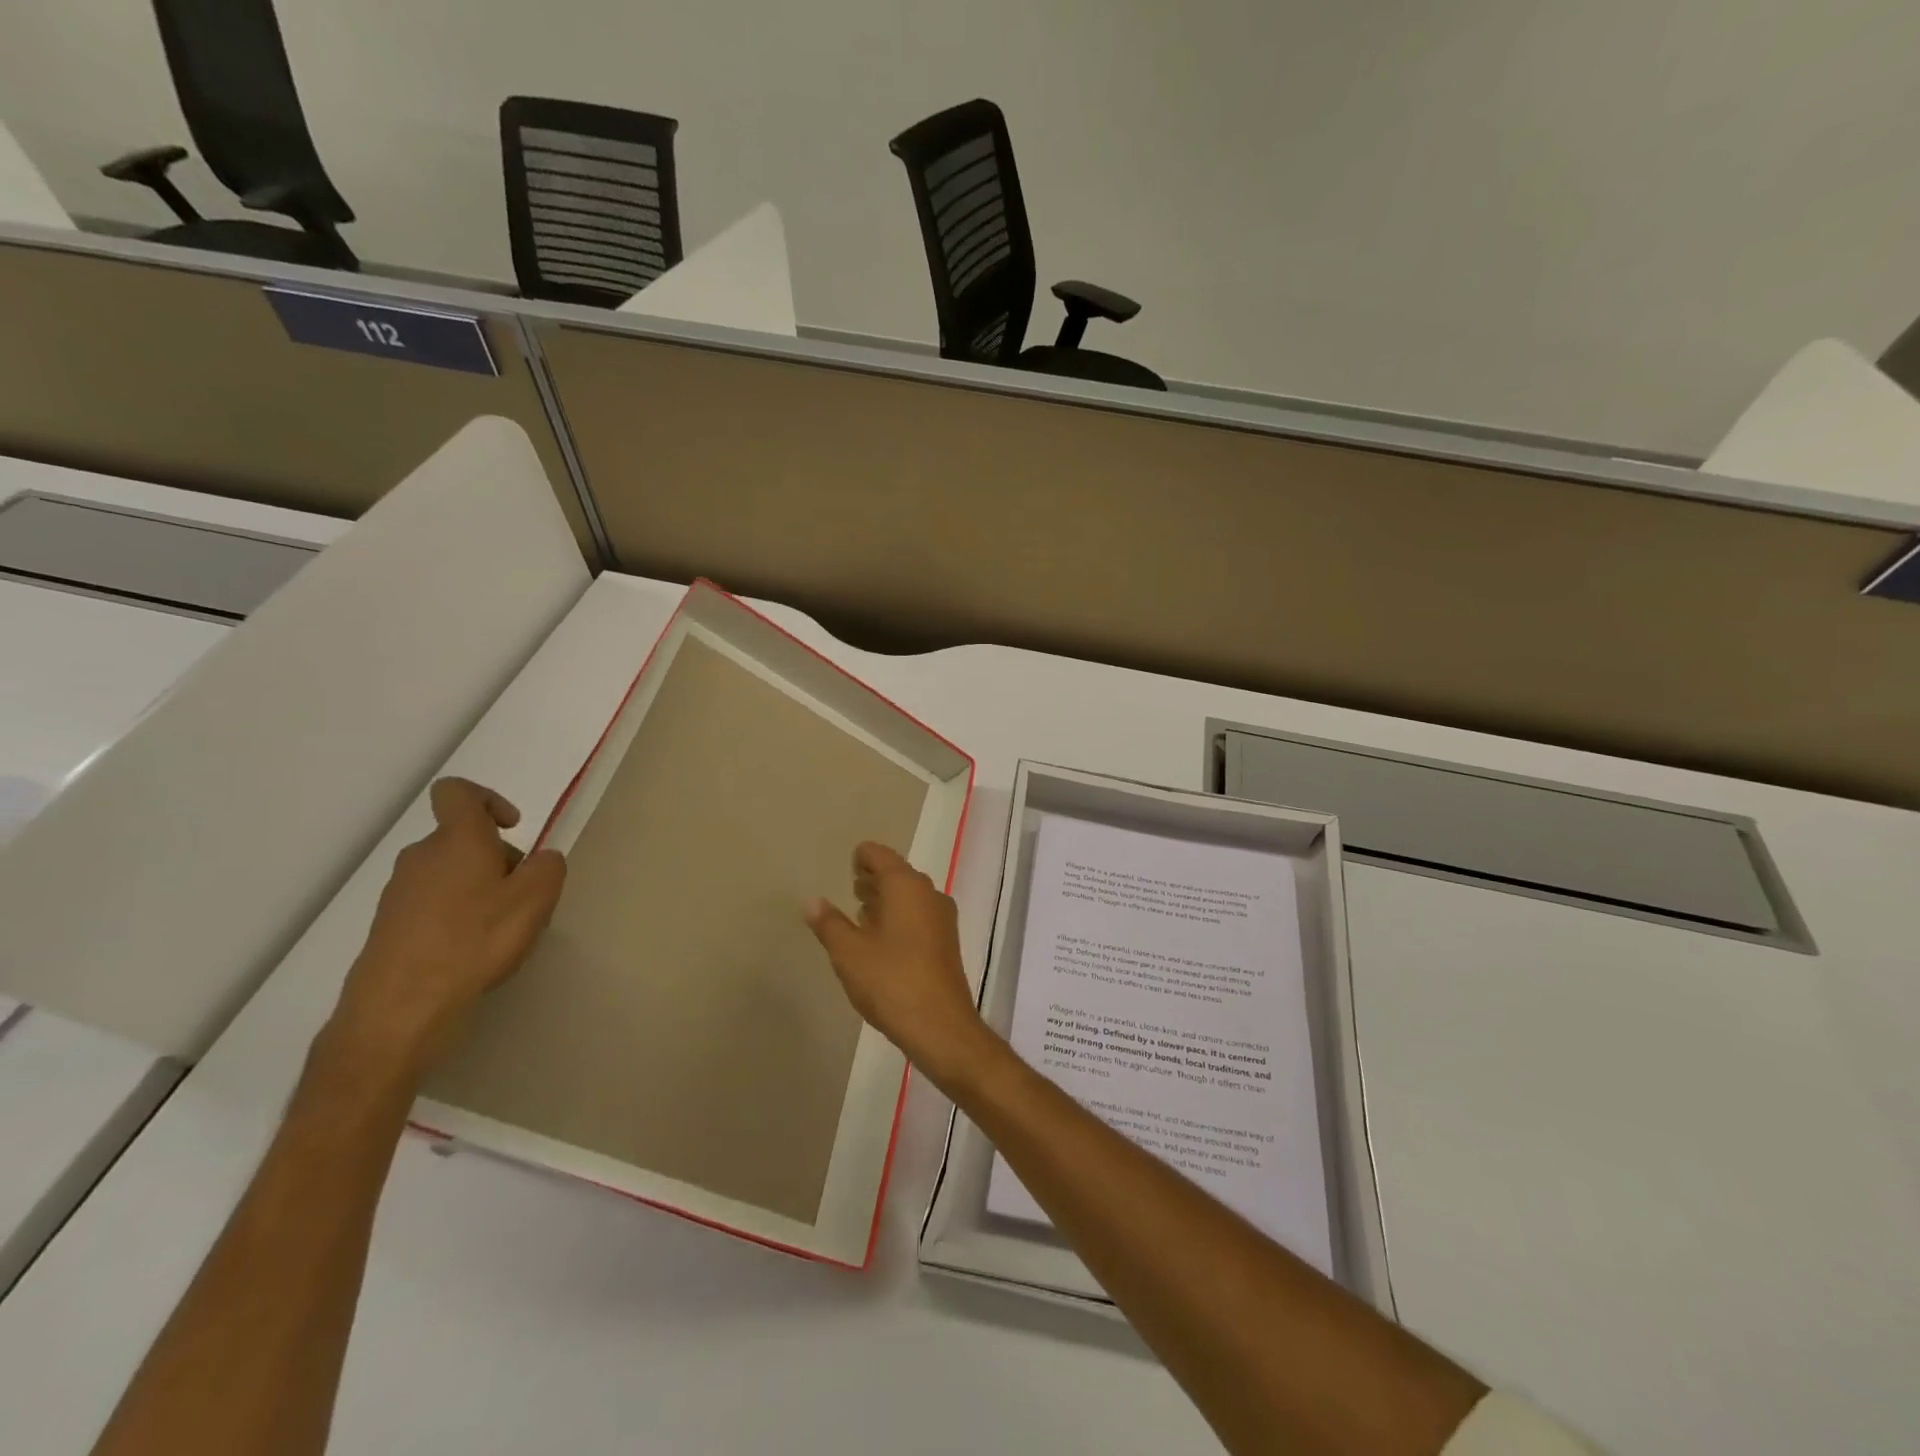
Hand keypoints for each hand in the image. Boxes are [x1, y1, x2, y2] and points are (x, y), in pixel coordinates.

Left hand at [327, 778, 566, 1082]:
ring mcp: (399, 893)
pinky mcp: (389, 927)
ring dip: (478, 890)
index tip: (512, 828)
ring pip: (449, 874)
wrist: (400, 1008)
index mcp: (457, 840)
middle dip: (496, 859)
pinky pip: (432, 906)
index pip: (457, 793)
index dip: (487, 799)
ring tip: (501, 930)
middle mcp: (422, 857)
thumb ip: (549, 866)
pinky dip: (456, 917)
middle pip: (461, 840)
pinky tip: (472, 952)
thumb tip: (541, 859)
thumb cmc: (475, 940)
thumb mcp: (537, 898)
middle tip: (522, 896)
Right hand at [804, 842, 994, 1088]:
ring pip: (909, 896)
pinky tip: (881, 940)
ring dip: (886, 900)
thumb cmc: (891, 981)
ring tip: (861, 913)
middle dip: (873, 879)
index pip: (880, 855)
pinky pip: (919, 915)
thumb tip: (811, 901)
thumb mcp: (849, 952)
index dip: (861, 857)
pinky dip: (899, 917)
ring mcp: (942, 918)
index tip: (847, 867)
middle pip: (897, 873)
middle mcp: (929, 893)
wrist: (940, 1026)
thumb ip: (829, 923)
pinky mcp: (947, 941)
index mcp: (906, 885)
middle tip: (850, 888)